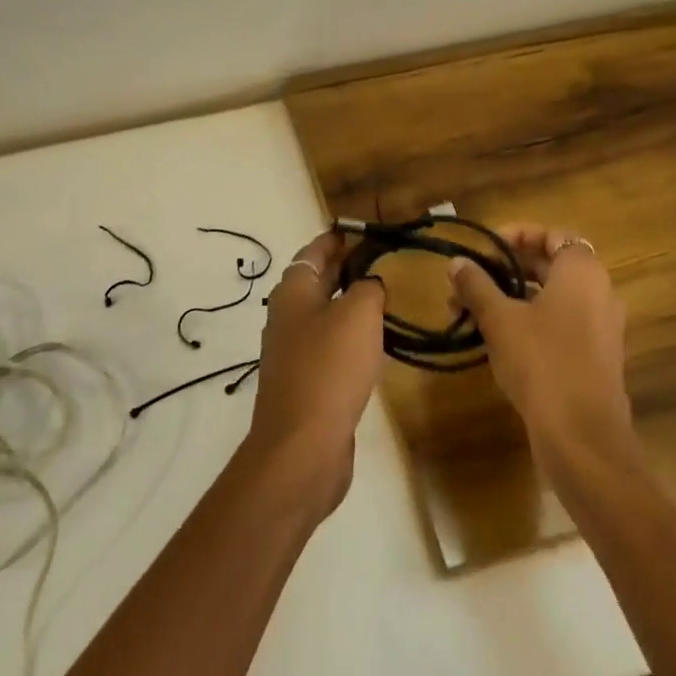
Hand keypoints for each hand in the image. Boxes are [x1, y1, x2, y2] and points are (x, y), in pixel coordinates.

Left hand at [242, 230, 385, 517]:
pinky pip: (330, 345)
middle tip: (385, 259)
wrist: (302, 446)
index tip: (366, 229)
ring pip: (325, 313)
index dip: (339, 238)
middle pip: (318, 280)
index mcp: (293, 290)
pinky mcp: (306, 381)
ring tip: (387, 296)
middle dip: (348, 267)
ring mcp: (294, 350)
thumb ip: (368, 288)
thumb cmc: (330, 367)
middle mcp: (288, 315)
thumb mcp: (358, 314)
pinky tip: (375, 342)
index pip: (316, 250)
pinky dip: (351, 335)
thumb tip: (370, 284)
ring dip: (351, 302)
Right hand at [449, 224, 631, 452]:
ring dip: (512, 297)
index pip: (553, 235)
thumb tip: (457, 262)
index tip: (485, 248)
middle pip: (551, 265)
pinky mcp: (595, 358)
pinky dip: (529, 321)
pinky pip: (560, 324)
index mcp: (582, 272)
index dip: (518, 235)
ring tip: (470, 311)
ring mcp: (601, 328)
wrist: (582, 436)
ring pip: (552, 298)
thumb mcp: (499, 319)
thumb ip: (477, 285)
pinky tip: (495, 339)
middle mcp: (600, 293)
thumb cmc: (541, 361)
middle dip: (507, 269)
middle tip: (470, 279)